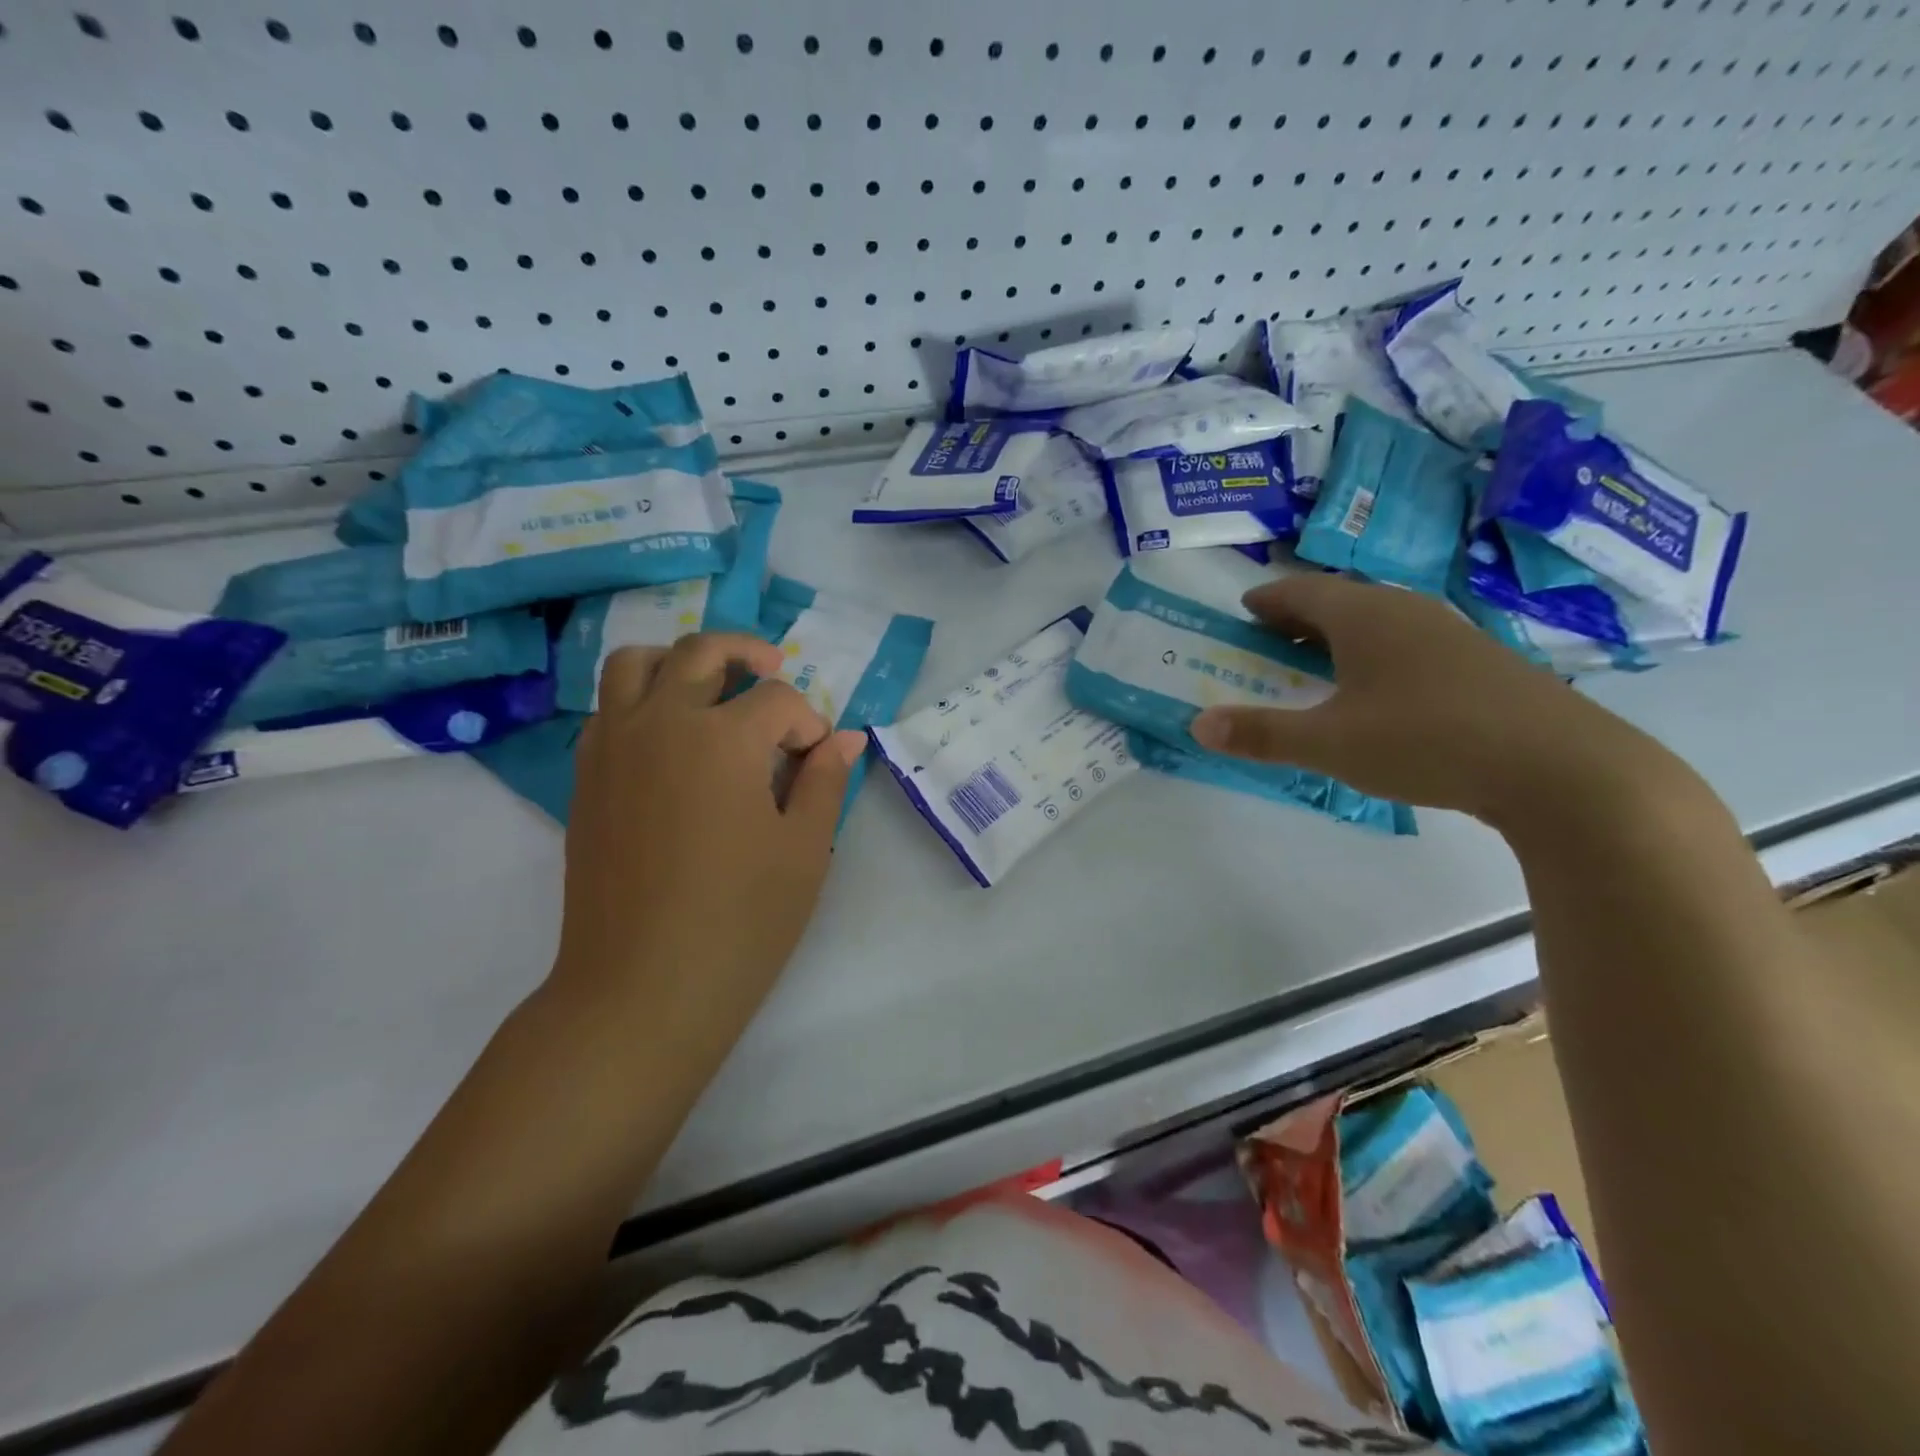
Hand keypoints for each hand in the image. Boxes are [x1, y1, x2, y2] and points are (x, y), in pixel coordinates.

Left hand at [552, 633, 864, 1041]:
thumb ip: (825, 781)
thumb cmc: (740, 920)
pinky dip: (642, 700)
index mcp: (723, 737)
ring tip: (710, 686)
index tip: (817, 762)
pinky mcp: (586, 777)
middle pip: (702, 652)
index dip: (808, 724)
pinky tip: (670, 740)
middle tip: (774, 669)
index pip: (778, 700)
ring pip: (637, 663)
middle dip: (747, 653)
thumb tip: (845, 737)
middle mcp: (661, 722)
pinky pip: (609, 709)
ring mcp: (613, 746)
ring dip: (679, 661)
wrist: (642, 988)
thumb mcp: (804, 849)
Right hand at [1189, 574, 1658, 824]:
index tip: (1244, 609)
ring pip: (1380, 621)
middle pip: (1341, 601)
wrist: (1562, 768)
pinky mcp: (1482, 662)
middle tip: (1270, 640)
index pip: (1301, 591)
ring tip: (1317, 664)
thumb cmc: (1427, 740)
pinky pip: (1410, 644)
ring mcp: (1451, 633)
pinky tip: (1380, 691)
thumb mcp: (1330, 744)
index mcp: (1364, 616)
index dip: (1267, 599)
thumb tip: (1197, 725)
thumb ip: (1261, 734)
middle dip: (1300, 617)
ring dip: (1340, 636)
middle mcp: (1407, 611)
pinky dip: (1377, 655)